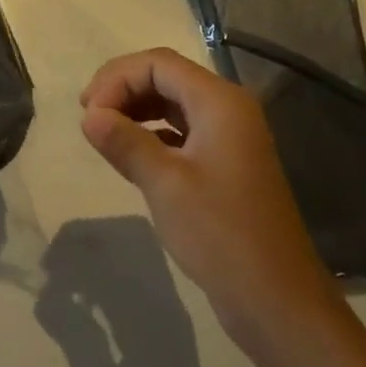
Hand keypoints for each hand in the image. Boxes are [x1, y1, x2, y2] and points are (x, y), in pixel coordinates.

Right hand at [80, 48, 333, 338]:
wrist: (277, 303)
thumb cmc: (221, 234)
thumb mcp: (165, 184)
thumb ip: (124, 141)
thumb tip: (89, 116)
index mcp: (220, 102)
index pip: (158, 63)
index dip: (117, 78)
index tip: (88, 112)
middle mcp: (228, 109)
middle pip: (165, 76)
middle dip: (123, 89)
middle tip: (89, 118)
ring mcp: (229, 137)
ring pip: (172, 102)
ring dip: (135, 109)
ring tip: (103, 133)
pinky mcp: (225, 163)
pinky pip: (181, 130)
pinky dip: (151, 133)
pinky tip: (129, 154)